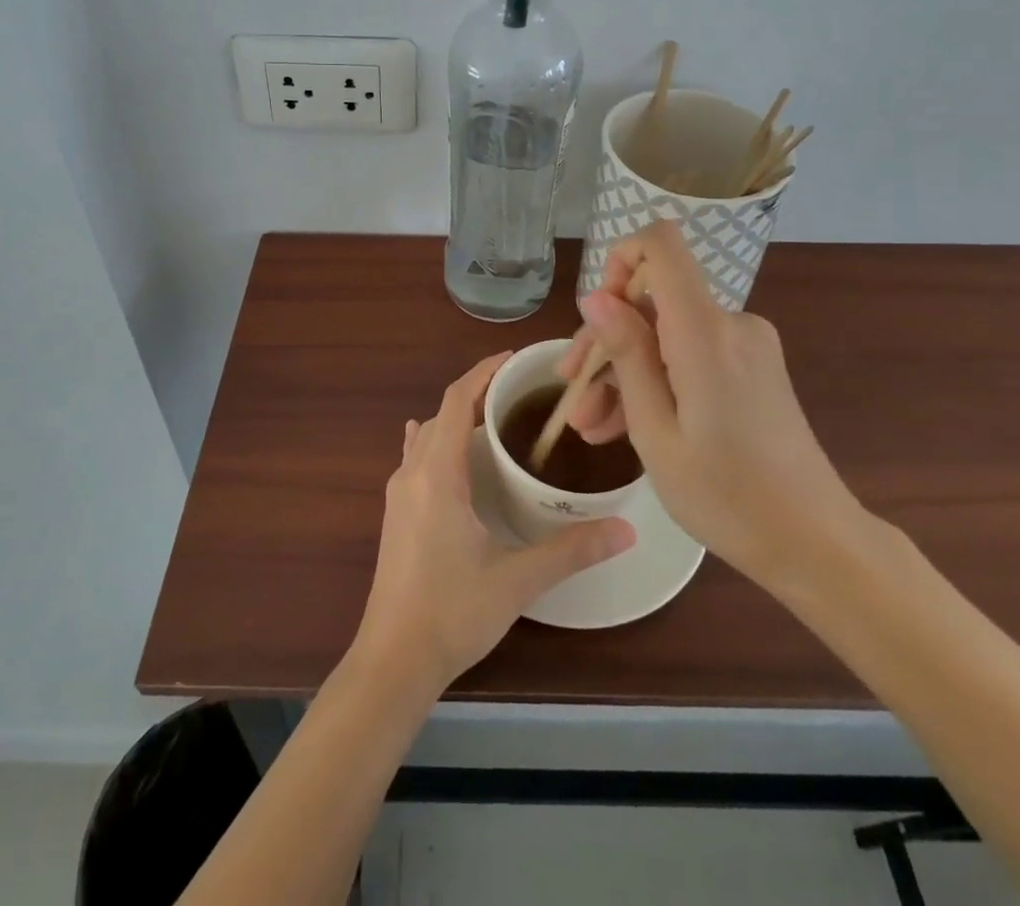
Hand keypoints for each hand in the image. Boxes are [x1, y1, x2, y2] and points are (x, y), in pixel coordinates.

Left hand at [352, 353, 635, 693]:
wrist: (393, 660)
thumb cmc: (452, 612)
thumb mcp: (517, 579)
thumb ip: (571, 550)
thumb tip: (626, 528)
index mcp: (438, 474)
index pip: (456, 400)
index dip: (482, 372)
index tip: (513, 360)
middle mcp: (412, 472)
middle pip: (442, 413)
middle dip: (476, 393)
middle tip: (520, 394)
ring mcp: (398, 493)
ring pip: (427, 435)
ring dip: (456, 418)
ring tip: (495, 418)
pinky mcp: (394, 513)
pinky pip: (414, 457)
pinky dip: (435, 441)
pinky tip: (443, 449)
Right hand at [557, 222, 867, 586]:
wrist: (816, 543)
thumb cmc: (727, 497)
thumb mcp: (656, 432)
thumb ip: (627, 355)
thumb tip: (594, 296)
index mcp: (705, 331)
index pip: (661, 244)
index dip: (620, 259)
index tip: (597, 315)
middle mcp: (731, 323)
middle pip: (654, 299)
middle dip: (607, 340)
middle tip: (571, 394)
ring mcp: (746, 345)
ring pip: (666, 334)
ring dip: (625, 371)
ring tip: (591, 427)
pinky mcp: (753, 366)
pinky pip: (690, 353)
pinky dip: (657, 381)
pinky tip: (624, 426)